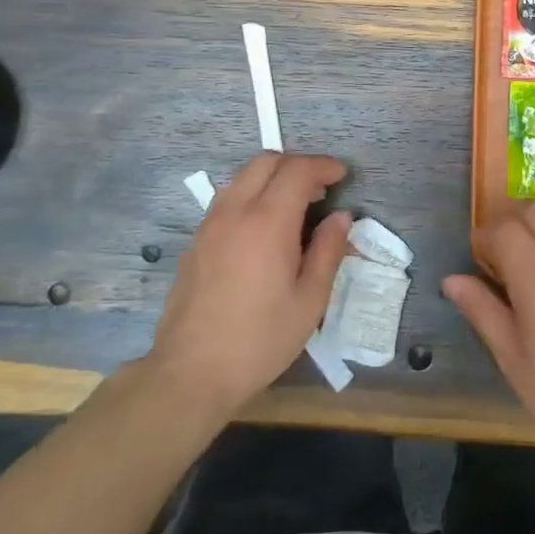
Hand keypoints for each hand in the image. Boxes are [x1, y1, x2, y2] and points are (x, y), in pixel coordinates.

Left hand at [149, 152, 350, 419]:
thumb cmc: (261, 339)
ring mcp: (209, 225)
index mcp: (267, 222)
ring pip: (242, 178)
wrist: (191, 372)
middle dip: (297, 165)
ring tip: (295, 207)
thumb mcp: (310, 300)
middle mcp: (234, 212)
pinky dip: (252, 197)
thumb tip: (341, 217)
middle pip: (266, 161)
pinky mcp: (195, 242)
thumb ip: (328, 250)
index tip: (343, 176)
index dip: (324, 166)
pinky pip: (227, 201)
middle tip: (321, 189)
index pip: (297, 170)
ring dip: (272, 179)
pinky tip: (264, 231)